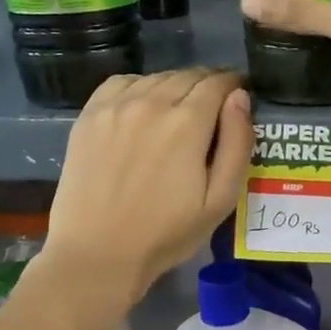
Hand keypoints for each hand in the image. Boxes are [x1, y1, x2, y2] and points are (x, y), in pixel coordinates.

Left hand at [44, 69, 252, 301]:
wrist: (97, 254)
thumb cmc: (167, 233)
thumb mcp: (221, 199)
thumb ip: (237, 143)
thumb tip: (241, 97)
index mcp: (188, 122)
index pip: (218, 83)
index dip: (234, 85)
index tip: (240, 96)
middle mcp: (151, 102)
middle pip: (189, 75)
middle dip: (208, 85)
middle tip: (214, 107)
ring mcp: (116, 106)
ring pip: (157, 77)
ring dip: (176, 86)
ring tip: (180, 109)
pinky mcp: (90, 115)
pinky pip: (123, 82)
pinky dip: (141, 86)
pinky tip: (144, 107)